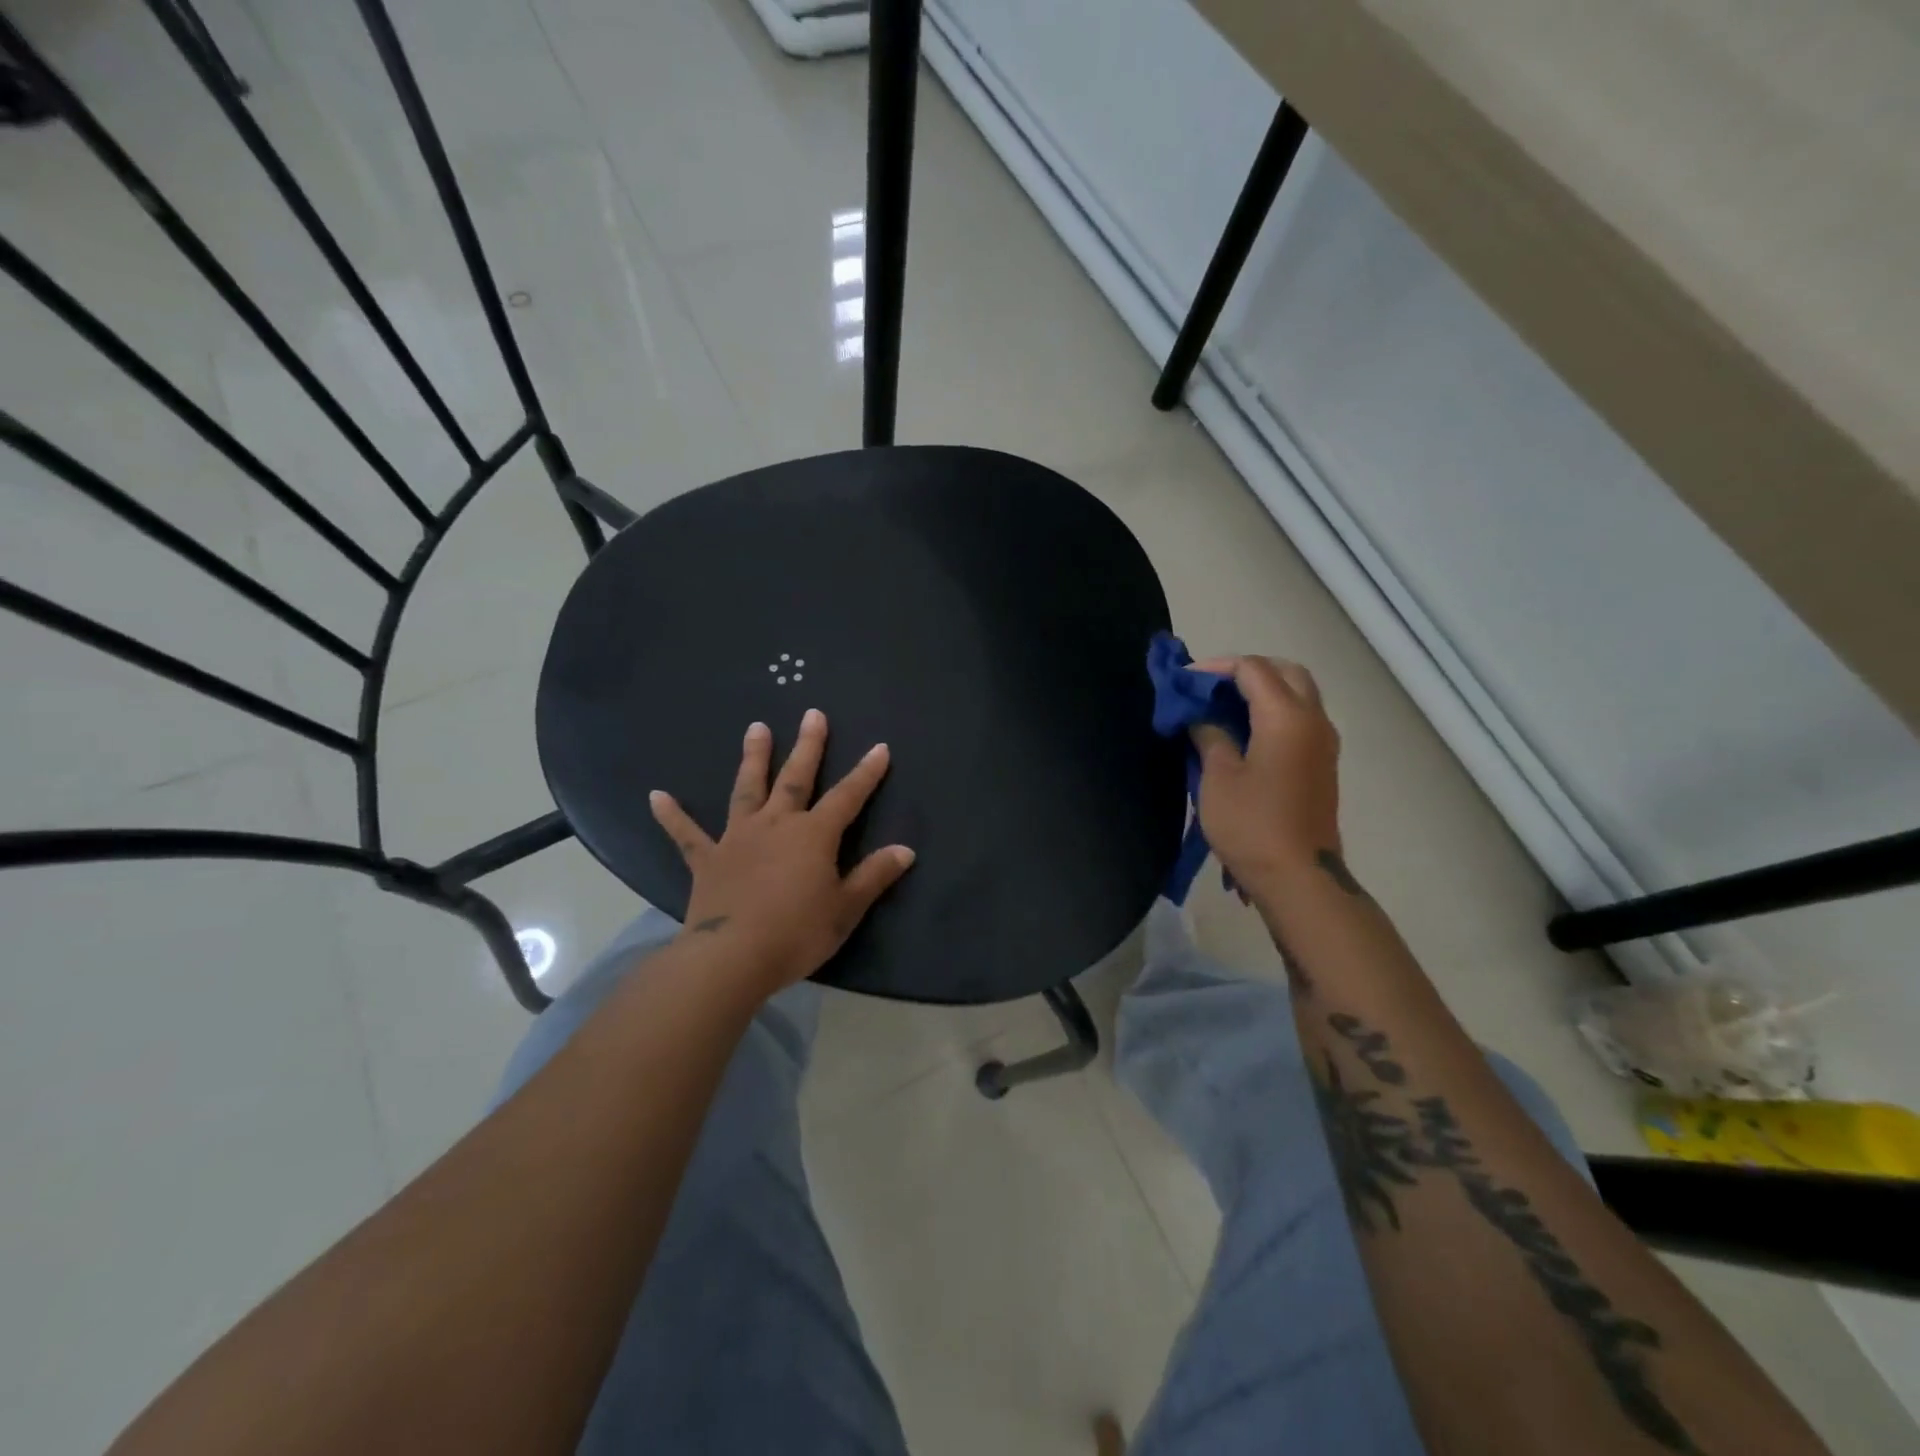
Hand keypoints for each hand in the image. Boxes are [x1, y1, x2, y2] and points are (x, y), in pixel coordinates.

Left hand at [648, 709, 915, 993]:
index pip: (847, 797)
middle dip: (807, 746)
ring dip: (753, 759)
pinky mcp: (708, 860)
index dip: (866, 773)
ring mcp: (738, 838)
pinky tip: (656, 796)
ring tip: (756, 728)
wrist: (732, 957)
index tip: (879, 747)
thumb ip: (874, 876)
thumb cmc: (797, 933)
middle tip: (813, 714)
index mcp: (813, 835)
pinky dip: (672, 816)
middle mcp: (776, 825)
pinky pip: (687, 835)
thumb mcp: (846, 909)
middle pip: (795, 778)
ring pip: (747, 790)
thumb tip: (905, 850)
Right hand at [1189, 655, 1342, 894]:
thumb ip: (1210, 735)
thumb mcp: (1217, 777)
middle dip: (1246, 671)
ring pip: (1298, 694)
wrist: (1299, 877)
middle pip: (1285, 672)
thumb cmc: (1252, 824)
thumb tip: (1203, 718)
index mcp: (1287, 716)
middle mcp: (1313, 720)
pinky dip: (1274, 712)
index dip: (1215, 668)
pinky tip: (1244, 733)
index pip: (1252, 669)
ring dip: (1263, 691)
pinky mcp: (1322, 764)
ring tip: (1222, 708)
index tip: (1183, 681)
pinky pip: (1300, 719)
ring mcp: (1323, 743)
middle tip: (1210, 688)